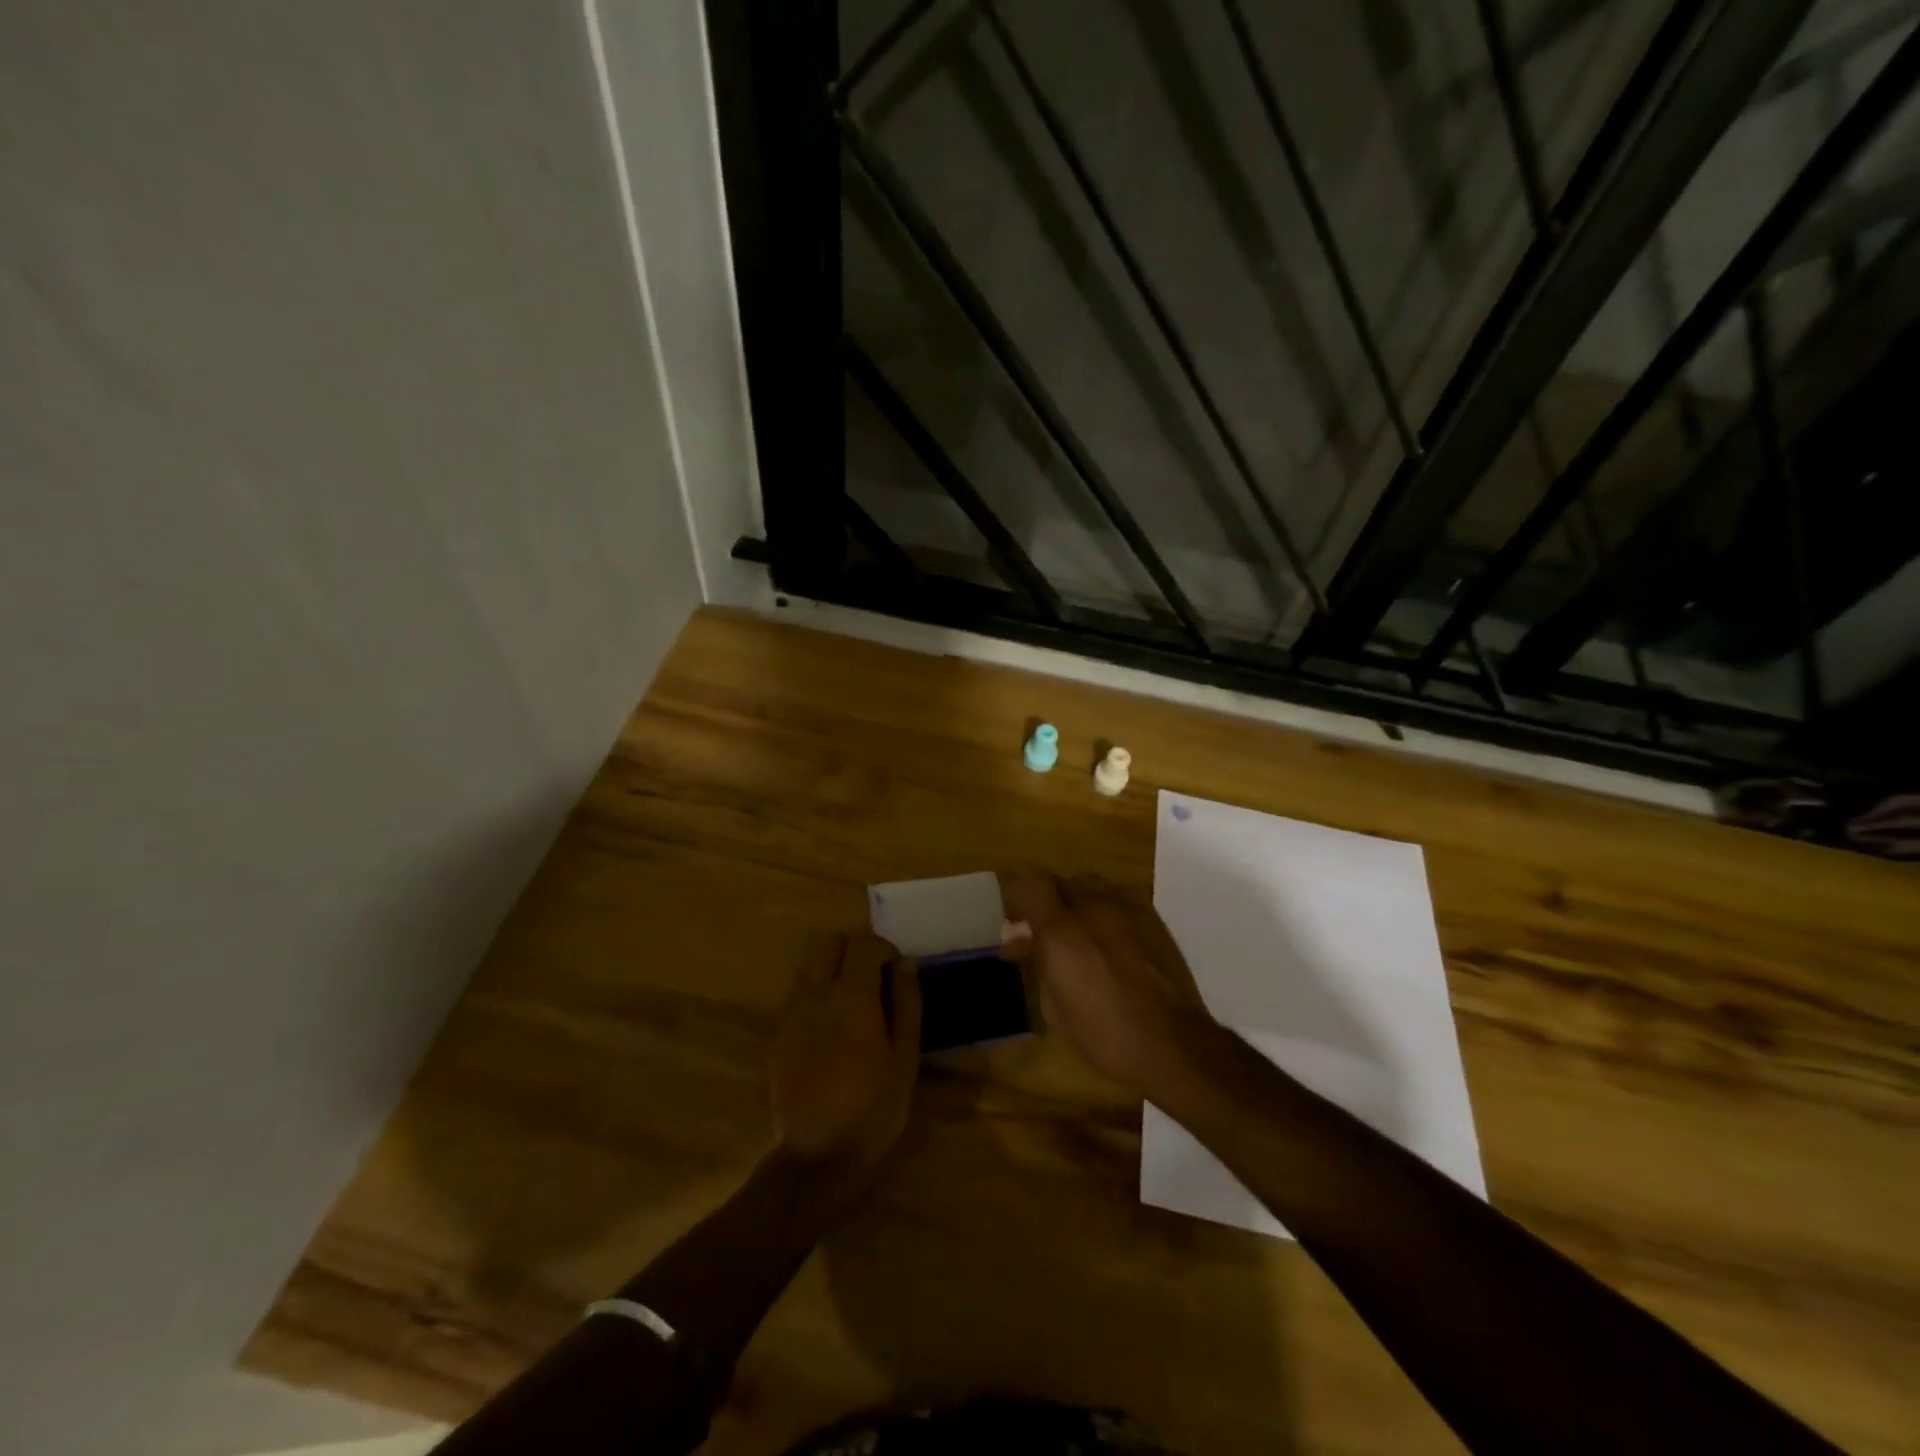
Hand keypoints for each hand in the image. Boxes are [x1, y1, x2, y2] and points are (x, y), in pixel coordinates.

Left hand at [769, 931, 921, 1182]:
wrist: (818, 1157)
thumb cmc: (874, 1107)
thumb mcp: (905, 1056)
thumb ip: (907, 1002)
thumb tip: (905, 964)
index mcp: (851, 996)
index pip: (863, 943)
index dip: (884, 949)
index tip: (896, 972)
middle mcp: (815, 994)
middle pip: (830, 944)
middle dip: (854, 951)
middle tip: (874, 980)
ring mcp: (791, 1014)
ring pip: (810, 967)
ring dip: (833, 972)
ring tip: (852, 1006)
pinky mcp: (777, 1035)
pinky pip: (798, 997)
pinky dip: (817, 997)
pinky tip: (831, 1032)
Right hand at [1000, 871, 1216, 1096]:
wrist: (1173, 1045)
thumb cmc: (1105, 1036)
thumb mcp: (1055, 1006)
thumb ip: (1036, 961)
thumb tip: (1017, 937)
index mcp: (1062, 932)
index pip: (1029, 884)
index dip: (1016, 896)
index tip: (1014, 920)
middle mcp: (1093, 908)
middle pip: (1059, 882)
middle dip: (1046, 902)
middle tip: (1044, 932)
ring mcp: (1126, 908)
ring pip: (1090, 884)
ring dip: (1076, 902)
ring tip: (1079, 934)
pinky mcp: (1151, 916)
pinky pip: (1117, 898)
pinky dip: (1104, 911)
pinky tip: (1110, 942)